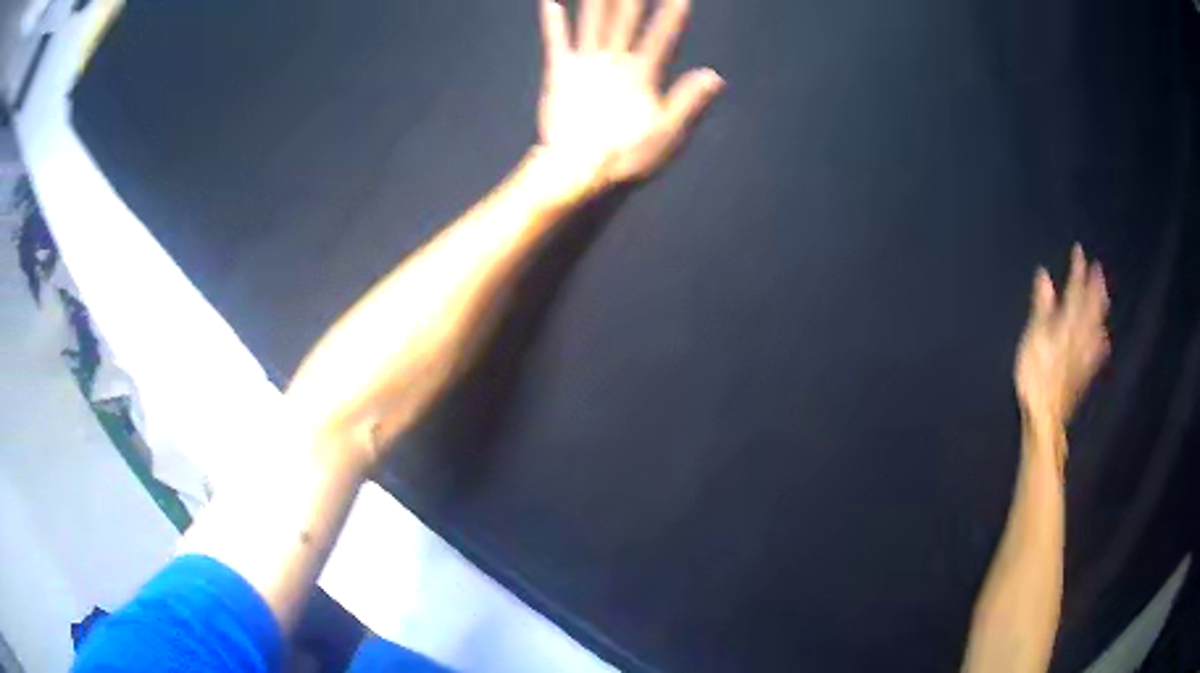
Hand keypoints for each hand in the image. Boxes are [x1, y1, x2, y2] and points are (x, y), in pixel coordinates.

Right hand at [537, 0, 724, 187]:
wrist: (584, 176)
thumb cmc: (629, 162)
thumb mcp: (665, 136)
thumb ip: (687, 104)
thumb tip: (716, 76)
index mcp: (646, 77)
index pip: (662, 38)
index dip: (673, 15)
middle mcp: (619, 65)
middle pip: (627, 21)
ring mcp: (590, 68)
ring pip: (595, 24)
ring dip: (597, 2)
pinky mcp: (562, 75)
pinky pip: (557, 42)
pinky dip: (553, 23)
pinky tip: (552, 3)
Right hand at [1014, 245, 1109, 428]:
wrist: (1046, 418)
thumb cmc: (1035, 378)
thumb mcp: (1033, 338)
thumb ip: (1042, 307)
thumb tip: (1044, 275)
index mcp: (1065, 325)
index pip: (1074, 292)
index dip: (1077, 271)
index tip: (1079, 251)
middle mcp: (1078, 336)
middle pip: (1090, 308)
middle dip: (1094, 288)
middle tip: (1098, 269)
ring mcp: (1082, 357)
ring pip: (1095, 327)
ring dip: (1100, 311)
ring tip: (1105, 297)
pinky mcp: (1082, 375)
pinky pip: (1095, 355)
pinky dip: (1100, 344)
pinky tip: (1105, 340)